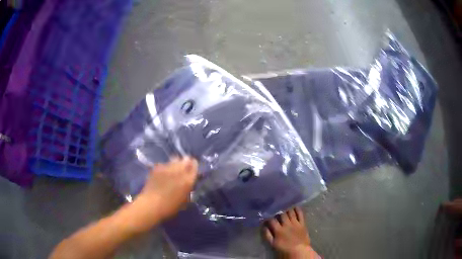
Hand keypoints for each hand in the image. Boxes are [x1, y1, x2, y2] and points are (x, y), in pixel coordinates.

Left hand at [131, 157, 197, 229]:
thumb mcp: (184, 201)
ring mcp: (167, 168)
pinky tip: (163, 172)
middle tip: (185, 166)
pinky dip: (165, 167)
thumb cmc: (170, 207)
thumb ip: (188, 190)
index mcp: (188, 180)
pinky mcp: (157, 167)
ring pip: (175, 159)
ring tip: (173, 168)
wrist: (151, 204)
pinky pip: (164, 164)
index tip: (193, 166)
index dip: (194, 165)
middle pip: (185, 160)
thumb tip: (188, 185)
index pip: (194, 166)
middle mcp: (179, 171)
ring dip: (176, 163)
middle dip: (186, 162)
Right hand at [264, 207, 315, 258]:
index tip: (266, 212)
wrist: (299, 250)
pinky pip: (300, 214)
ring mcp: (296, 223)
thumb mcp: (273, 244)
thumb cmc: (285, 248)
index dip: (268, 215)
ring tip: (284, 203)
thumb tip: (263, 226)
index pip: (272, 220)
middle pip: (282, 214)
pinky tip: (295, 205)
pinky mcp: (303, 223)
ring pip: (291, 212)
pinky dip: (298, 209)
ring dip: (287, 207)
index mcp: (278, 230)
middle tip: (276, 205)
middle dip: (278, 209)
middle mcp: (287, 224)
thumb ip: (267, 235)